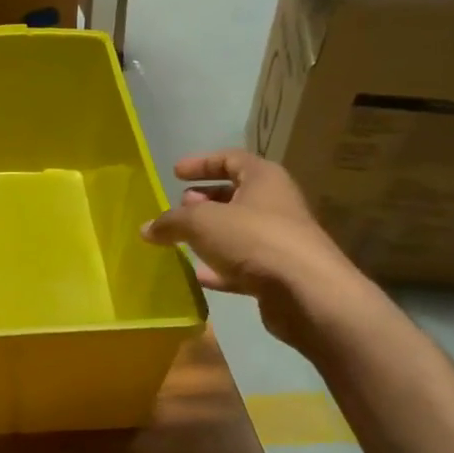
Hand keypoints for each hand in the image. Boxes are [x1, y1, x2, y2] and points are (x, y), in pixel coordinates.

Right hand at [141, 151, 372, 351]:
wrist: (307, 293)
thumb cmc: (255, 240)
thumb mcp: (202, 222)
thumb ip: (171, 222)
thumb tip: (146, 228)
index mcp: (264, 179)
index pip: (231, 159)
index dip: (202, 163)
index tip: (175, 173)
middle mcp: (275, 204)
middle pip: (236, 195)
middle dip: (204, 201)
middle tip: (179, 209)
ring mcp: (279, 240)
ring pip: (237, 231)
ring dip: (210, 235)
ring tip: (181, 241)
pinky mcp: (278, 273)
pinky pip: (242, 264)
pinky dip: (220, 267)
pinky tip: (199, 275)